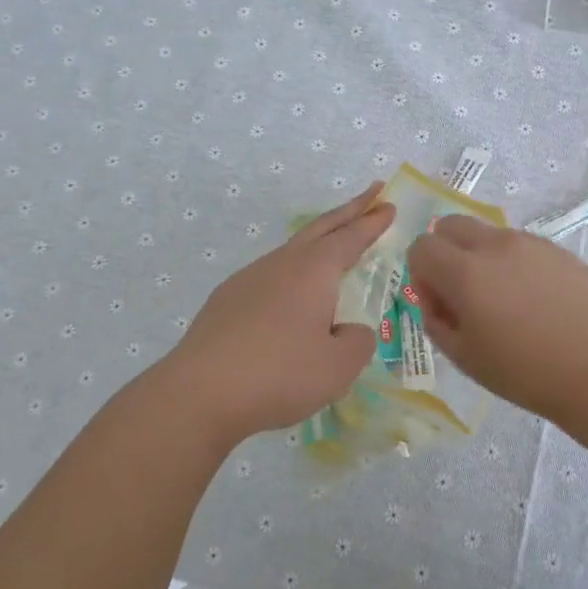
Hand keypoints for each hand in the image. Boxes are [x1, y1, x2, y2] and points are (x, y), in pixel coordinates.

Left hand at [158, 183, 395, 447]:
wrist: (199, 394)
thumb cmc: (280, 375)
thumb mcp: (339, 366)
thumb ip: (357, 341)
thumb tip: (350, 330)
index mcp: (313, 271)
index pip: (350, 237)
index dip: (372, 222)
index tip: (388, 204)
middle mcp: (281, 265)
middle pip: (320, 228)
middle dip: (349, 210)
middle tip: (371, 194)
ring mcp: (248, 280)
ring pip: (291, 251)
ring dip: (317, 241)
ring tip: (333, 247)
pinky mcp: (226, 302)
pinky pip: (270, 276)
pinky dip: (291, 273)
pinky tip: (290, 296)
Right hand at [406, 216, 587, 423]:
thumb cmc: (523, 372)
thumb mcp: (464, 357)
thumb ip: (436, 321)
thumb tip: (435, 299)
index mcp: (465, 272)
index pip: (422, 247)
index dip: (421, 274)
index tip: (439, 304)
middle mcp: (495, 246)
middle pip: (451, 224)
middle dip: (445, 251)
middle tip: (462, 291)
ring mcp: (530, 243)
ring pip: (489, 233)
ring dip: (481, 256)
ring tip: (505, 300)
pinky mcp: (558, 250)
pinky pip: (522, 246)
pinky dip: (514, 263)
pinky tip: (536, 301)